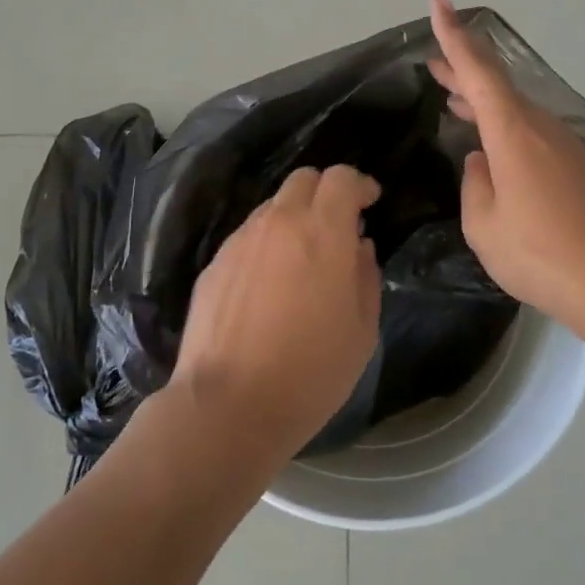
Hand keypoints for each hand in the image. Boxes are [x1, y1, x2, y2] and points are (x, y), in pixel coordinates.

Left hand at [172, 165, 382, 462]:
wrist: (228, 406)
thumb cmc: (310, 372)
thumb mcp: (361, 330)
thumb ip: (365, 277)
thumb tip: (358, 246)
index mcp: (322, 232)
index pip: (341, 178)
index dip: (359, 184)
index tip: (370, 202)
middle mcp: (278, 223)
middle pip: (303, 179)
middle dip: (325, 191)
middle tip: (338, 224)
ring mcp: (240, 241)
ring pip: (272, 206)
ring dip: (294, 218)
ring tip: (303, 258)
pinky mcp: (214, 264)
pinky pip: (248, 236)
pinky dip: (267, 243)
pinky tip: (270, 283)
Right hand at [428, 0, 584, 341]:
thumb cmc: (540, 254)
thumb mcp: (484, 225)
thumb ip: (475, 185)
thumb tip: (481, 163)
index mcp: (513, 134)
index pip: (478, 72)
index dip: (455, 38)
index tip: (439, 3)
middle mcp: (542, 129)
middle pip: (497, 88)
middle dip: (463, 71)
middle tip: (433, 62)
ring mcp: (566, 147)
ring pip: (516, 111)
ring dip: (484, 103)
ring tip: (453, 99)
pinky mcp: (580, 168)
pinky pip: (533, 134)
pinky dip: (506, 127)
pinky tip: (493, 148)